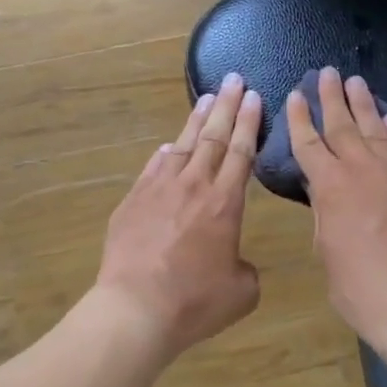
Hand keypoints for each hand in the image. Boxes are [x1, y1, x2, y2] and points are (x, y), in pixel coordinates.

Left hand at [94, 73, 263, 360]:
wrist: (135, 307)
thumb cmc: (194, 302)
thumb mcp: (240, 292)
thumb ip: (245, 270)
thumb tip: (233, 261)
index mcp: (225, 203)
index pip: (240, 152)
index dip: (248, 123)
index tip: (253, 97)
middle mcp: (193, 187)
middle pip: (213, 138)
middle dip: (226, 106)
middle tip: (234, 79)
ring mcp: (158, 190)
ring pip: (182, 145)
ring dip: (196, 121)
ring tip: (207, 99)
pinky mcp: (132, 201)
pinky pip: (153, 167)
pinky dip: (164, 153)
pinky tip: (169, 145)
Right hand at [287, 68, 386, 356]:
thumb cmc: (359, 289)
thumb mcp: (326, 250)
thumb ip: (325, 212)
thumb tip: (324, 188)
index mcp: (330, 187)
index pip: (309, 143)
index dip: (300, 118)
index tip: (296, 94)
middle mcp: (363, 170)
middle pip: (343, 125)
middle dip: (331, 98)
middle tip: (326, 73)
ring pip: (377, 130)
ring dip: (364, 105)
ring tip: (355, 83)